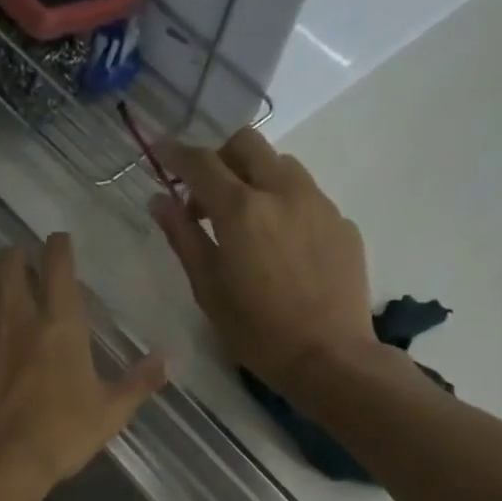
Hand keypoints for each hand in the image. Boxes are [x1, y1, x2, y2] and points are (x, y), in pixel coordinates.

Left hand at [0, 234, 166, 500]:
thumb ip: (139, 383)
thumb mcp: (109, 414)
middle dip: (17, 257)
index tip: (59, 243)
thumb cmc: (57, 438)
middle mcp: (15, 315)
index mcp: (59, 323)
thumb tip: (169, 359)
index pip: (58, 263)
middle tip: (22, 267)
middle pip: (9, 263)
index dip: (59, 246)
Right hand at [151, 132, 374, 392]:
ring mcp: (318, 203)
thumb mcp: (208, 289)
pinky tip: (281, 246)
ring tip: (246, 221)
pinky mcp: (341, 221)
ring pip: (280, 164)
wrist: (329, 357)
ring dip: (254, 178)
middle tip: (206, 198)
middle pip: (246, 144)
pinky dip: (284, 204)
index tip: (159, 151)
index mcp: (241, 210)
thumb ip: (183, 238)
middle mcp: (282, 192)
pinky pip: (306, 195)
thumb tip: (160, 200)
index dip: (175, 152)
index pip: (201, 162)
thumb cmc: (257, 332)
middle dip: (219, 158)